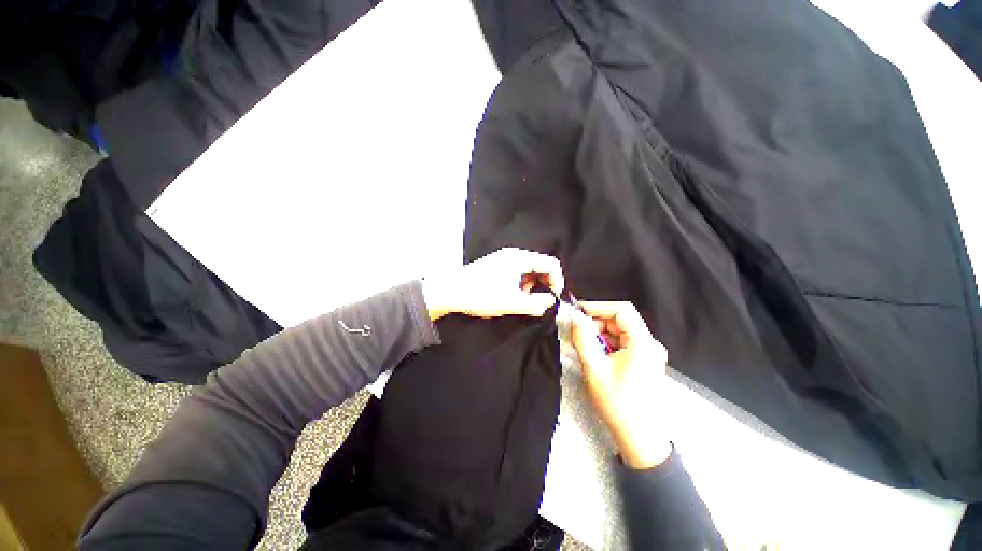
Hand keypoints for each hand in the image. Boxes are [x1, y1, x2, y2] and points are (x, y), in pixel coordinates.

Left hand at [422, 247, 563, 320]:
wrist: (451, 290)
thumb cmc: (481, 295)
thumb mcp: (512, 303)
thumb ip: (536, 304)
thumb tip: (550, 301)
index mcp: (520, 258)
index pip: (551, 264)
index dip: (557, 281)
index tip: (552, 298)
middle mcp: (513, 254)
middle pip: (540, 265)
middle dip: (543, 284)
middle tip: (536, 301)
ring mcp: (504, 258)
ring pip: (528, 270)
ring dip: (531, 285)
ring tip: (522, 299)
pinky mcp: (496, 265)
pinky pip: (517, 272)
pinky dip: (521, 283)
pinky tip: (511, 295)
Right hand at [570, 301, 672, 468]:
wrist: (639, 437)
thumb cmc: (617, 403)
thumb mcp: (594, 368)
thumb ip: (582, 338)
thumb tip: (573, 317)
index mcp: (643, 343)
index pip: (621, 310)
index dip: (598, 307)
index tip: (578, 311)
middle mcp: (650, 344)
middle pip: (620, 320)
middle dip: (596, 323)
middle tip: (577, 332)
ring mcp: (649, 353)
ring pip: (620, 331)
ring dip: (600, 334)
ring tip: (585, 347)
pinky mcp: (645, 361)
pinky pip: (623, 343)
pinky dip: (607, 344)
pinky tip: (596, 355)